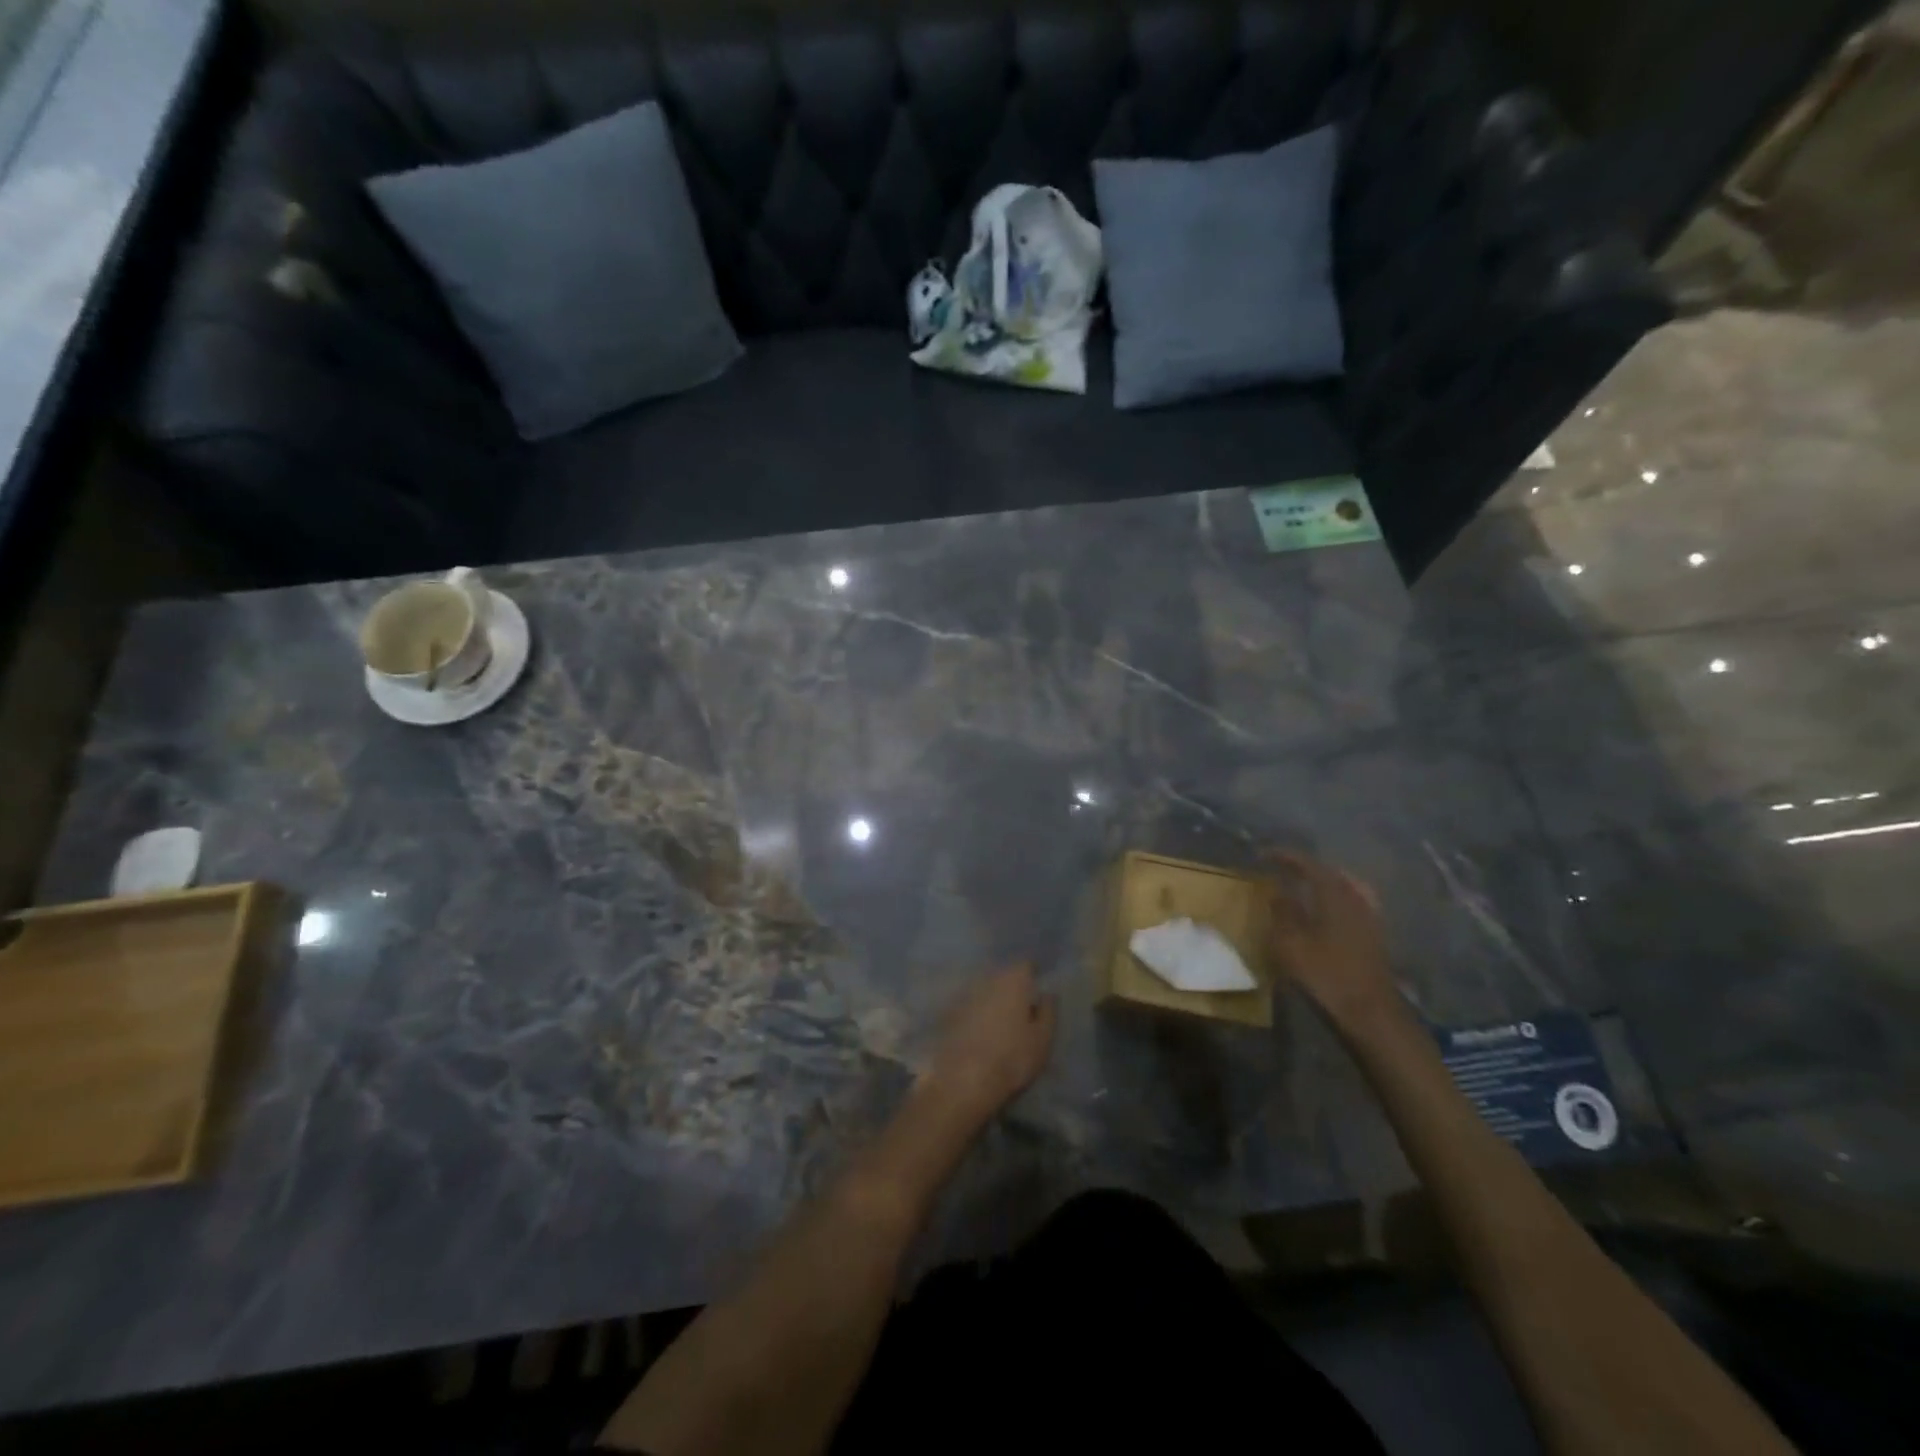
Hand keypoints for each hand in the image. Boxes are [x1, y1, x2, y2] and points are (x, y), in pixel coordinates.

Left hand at [919, 963, 1056, 1126]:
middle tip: (1021, 1003)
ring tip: (1000, 1018)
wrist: (963, 1079)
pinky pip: (969, 1005)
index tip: (1038, 984)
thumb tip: (1048, 993)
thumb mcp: (1043, 1038)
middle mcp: (988, 979)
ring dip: (992, 998)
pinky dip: (976, 1012)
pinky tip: (979, 1029)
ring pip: (984, 989)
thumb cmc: (1012, 1057)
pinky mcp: (948, 1012)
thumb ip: (1048, 1011)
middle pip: (1003, 974)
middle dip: (1012, 985)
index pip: (1026, 964)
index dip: (1033, 973)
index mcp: (1014, 980)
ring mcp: (965, 994)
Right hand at [1264, 852, 1400, 1029]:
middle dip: (1306, 867)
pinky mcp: (1374, 935)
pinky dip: (1336, 898)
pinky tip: (1326, 911)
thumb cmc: (1326, 975)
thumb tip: (1277, 892)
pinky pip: (1353, 903)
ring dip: (1323, 882)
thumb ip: (1283, 913)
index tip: (1264, 854)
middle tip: (1284, 869)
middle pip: (1331, 872)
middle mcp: (1356, 898)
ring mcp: (1370, 917)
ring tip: (1304, 886)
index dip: (1285, 856)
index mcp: (1335, 894)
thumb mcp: (1291, 944)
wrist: (1370, 1012)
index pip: (1309, 864)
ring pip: (1345, 887)